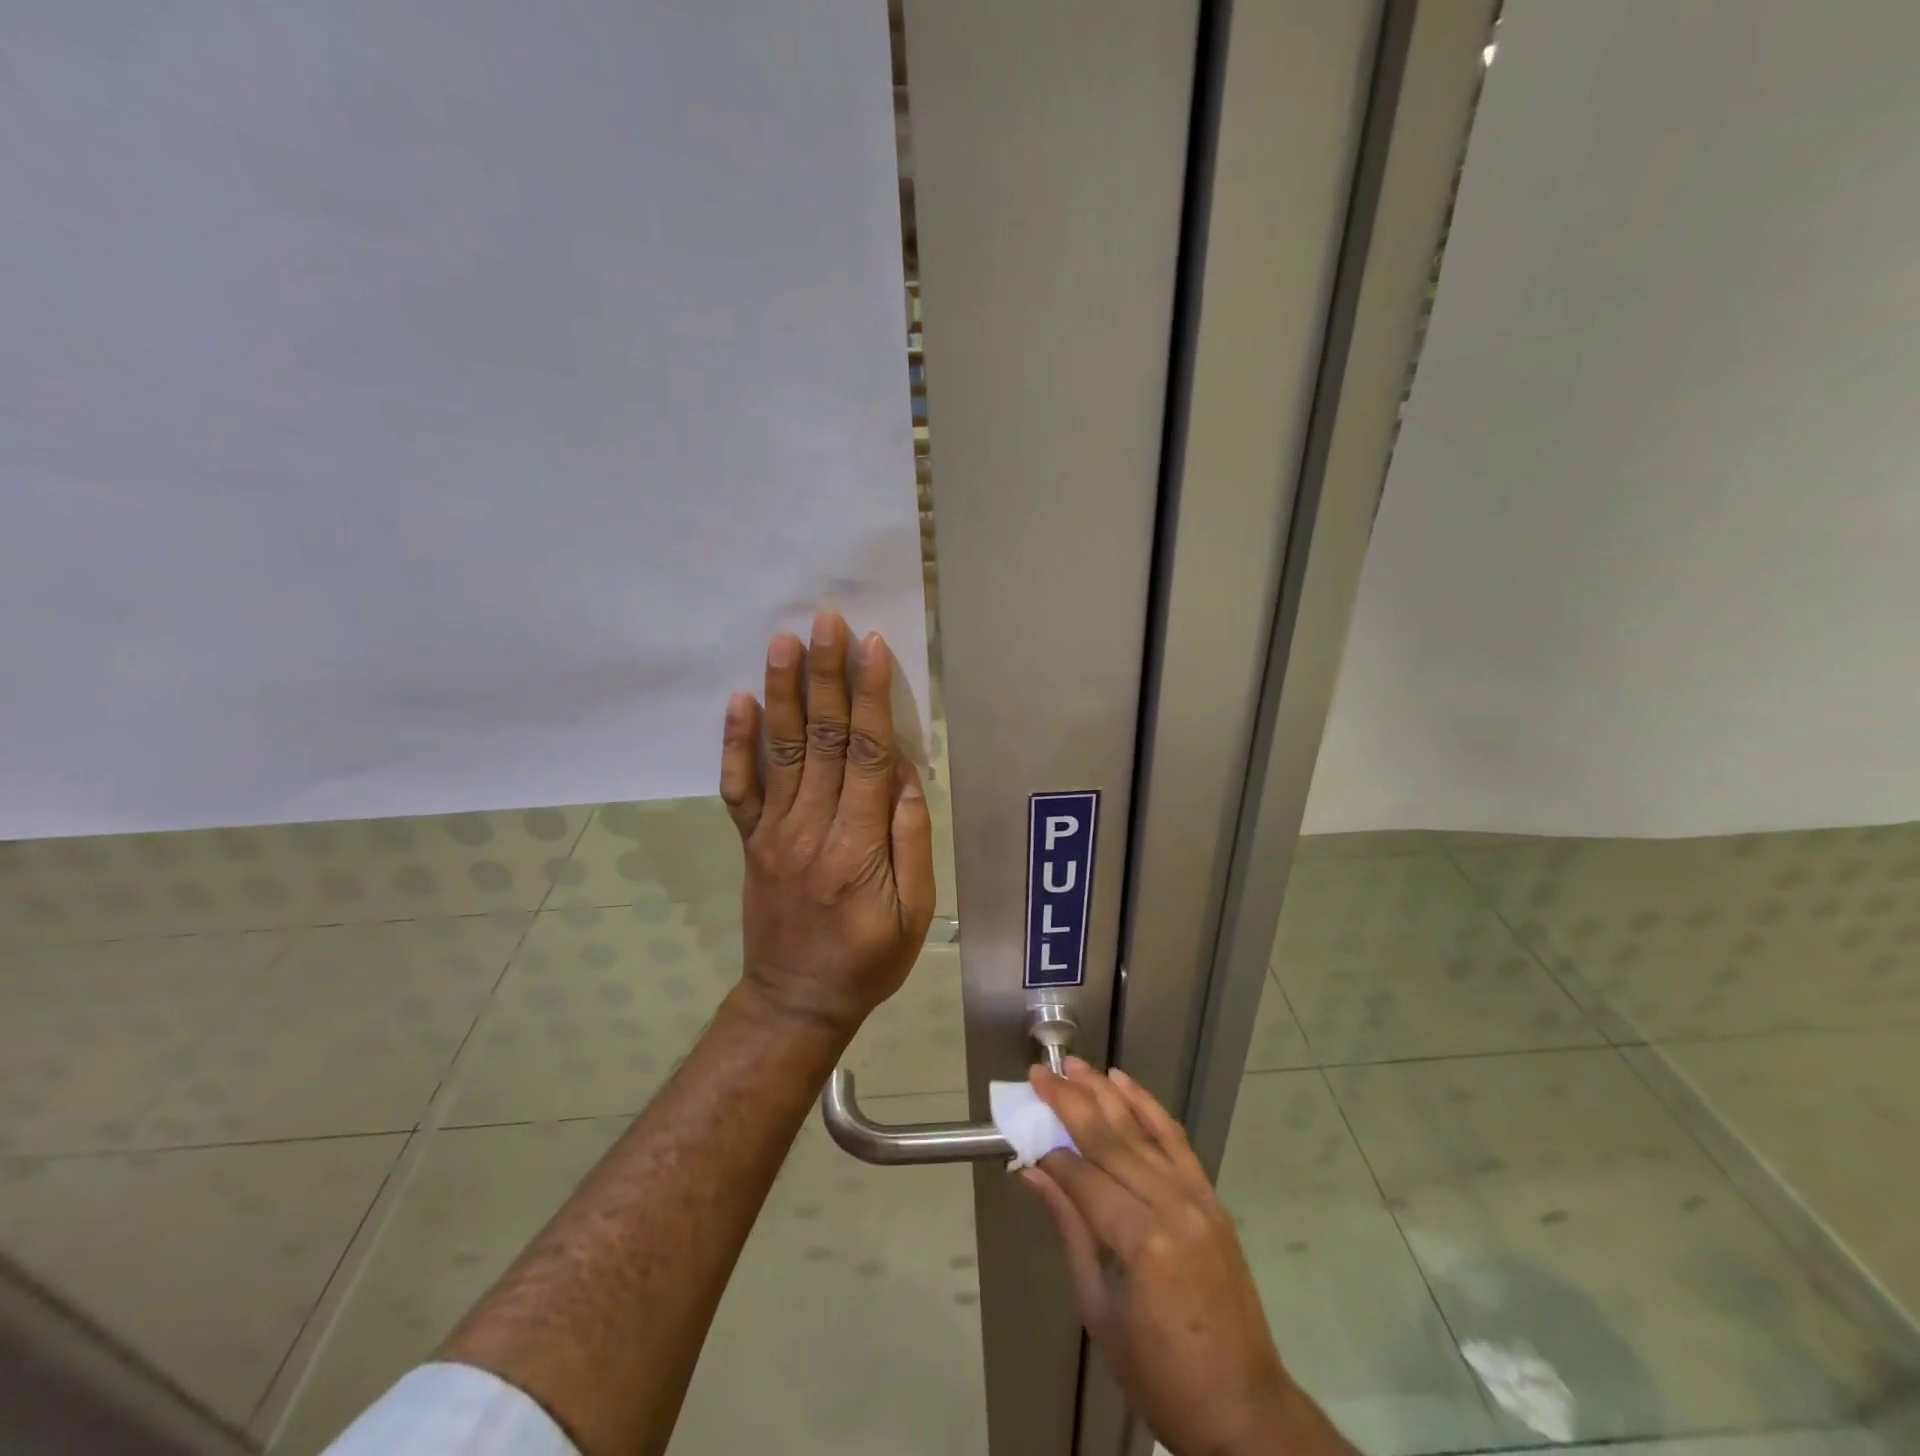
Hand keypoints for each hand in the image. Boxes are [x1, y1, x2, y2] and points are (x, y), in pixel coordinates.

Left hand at [718, 611, 935, 1036]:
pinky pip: (739, 787)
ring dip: (783, 692)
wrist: (795, 1001)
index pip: (869, 756)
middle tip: (826, 621)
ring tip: (784, 641)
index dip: (872, 698)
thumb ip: (911, 840)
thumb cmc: (869, 960)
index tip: (872, 647)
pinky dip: (735, 743)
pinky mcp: (750, 841)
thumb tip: (907, 774)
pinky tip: (738, 701)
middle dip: (827, 676)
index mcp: (858, 848)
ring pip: (781, 751)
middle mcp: (811, 829)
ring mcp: (773, 833)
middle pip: (824, 740)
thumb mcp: (915, 913)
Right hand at [1024, 1060, 1354, 1455]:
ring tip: (1075, 1066)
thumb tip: (1032, 1173)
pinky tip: (1125, 1083)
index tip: (1022, 1131)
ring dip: (1105, 1092)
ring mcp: (1197, 1197)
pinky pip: (1176, 1140)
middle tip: (1040, 1073)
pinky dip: (1148, 1107)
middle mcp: (1172, 1205)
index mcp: (1142, 1240)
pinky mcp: (1211, 1197)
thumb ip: (1069, 1229)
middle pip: (1110, 1140)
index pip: (1083, 1177)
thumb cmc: (1161, 1376)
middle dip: (1070, 1102)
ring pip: (1142, 1129)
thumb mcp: (1099, 1311)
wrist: (1243, 1411)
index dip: (1049, 1152)